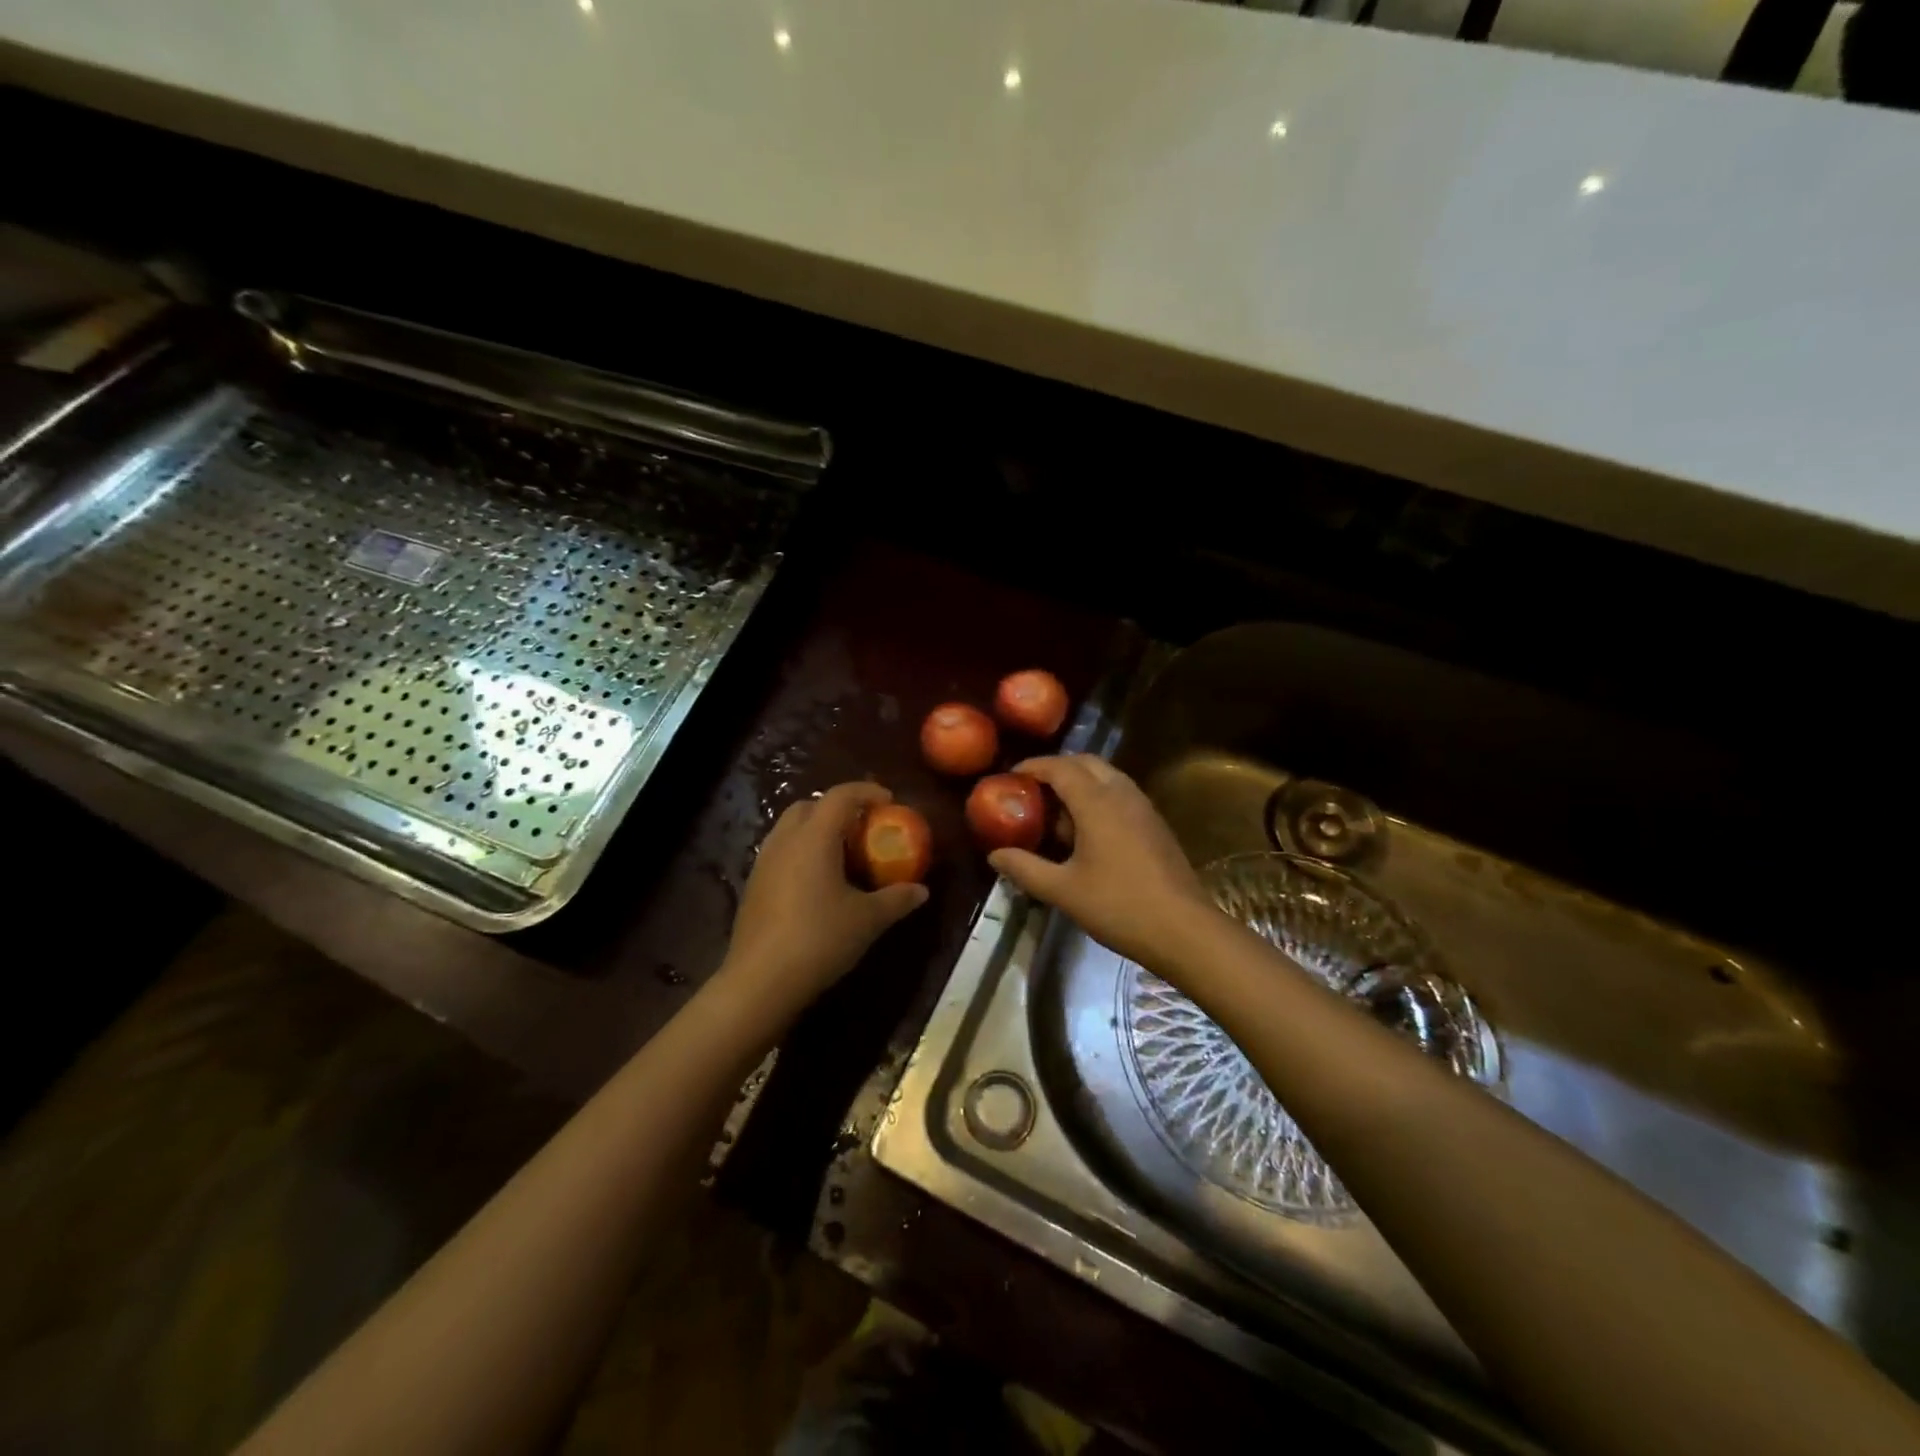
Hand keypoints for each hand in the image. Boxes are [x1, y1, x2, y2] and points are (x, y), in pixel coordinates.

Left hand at [719, 782, 928, 1021]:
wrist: (760, 982)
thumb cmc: (819, 939)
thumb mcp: (867, 920)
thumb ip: (896, 899)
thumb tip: (921, 891)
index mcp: (814, 837)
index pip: (841, 796)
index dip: (867, 792)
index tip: (889, 802)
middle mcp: (785, 840)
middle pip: (811, 806)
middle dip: (838, 808)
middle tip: (863, 828)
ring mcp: (764, 862)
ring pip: (791, 828)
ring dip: (817, 830)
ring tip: (842, 855)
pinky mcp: (754, 885)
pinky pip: (781, 852)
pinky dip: (802, 852)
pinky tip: (817, 883)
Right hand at [987, 755, 1215, 968]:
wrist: (1183, 929)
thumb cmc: (1118, 906)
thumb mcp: (1062, 890)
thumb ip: (1025, 868)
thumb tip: (995, 855)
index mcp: (1097, 802)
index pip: (1061, 768)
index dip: (1034, 767)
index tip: (1011, 776)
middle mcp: (1122, 794)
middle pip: (1086, 763)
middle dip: (1057, 767)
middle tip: (1033, 788)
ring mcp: (1144, 807)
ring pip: (1107, 776)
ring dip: (1081, 781)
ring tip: (1057, 808)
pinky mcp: (1156, 824)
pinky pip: (1121, 793)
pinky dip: (1099, 796)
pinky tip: (1087, 829)